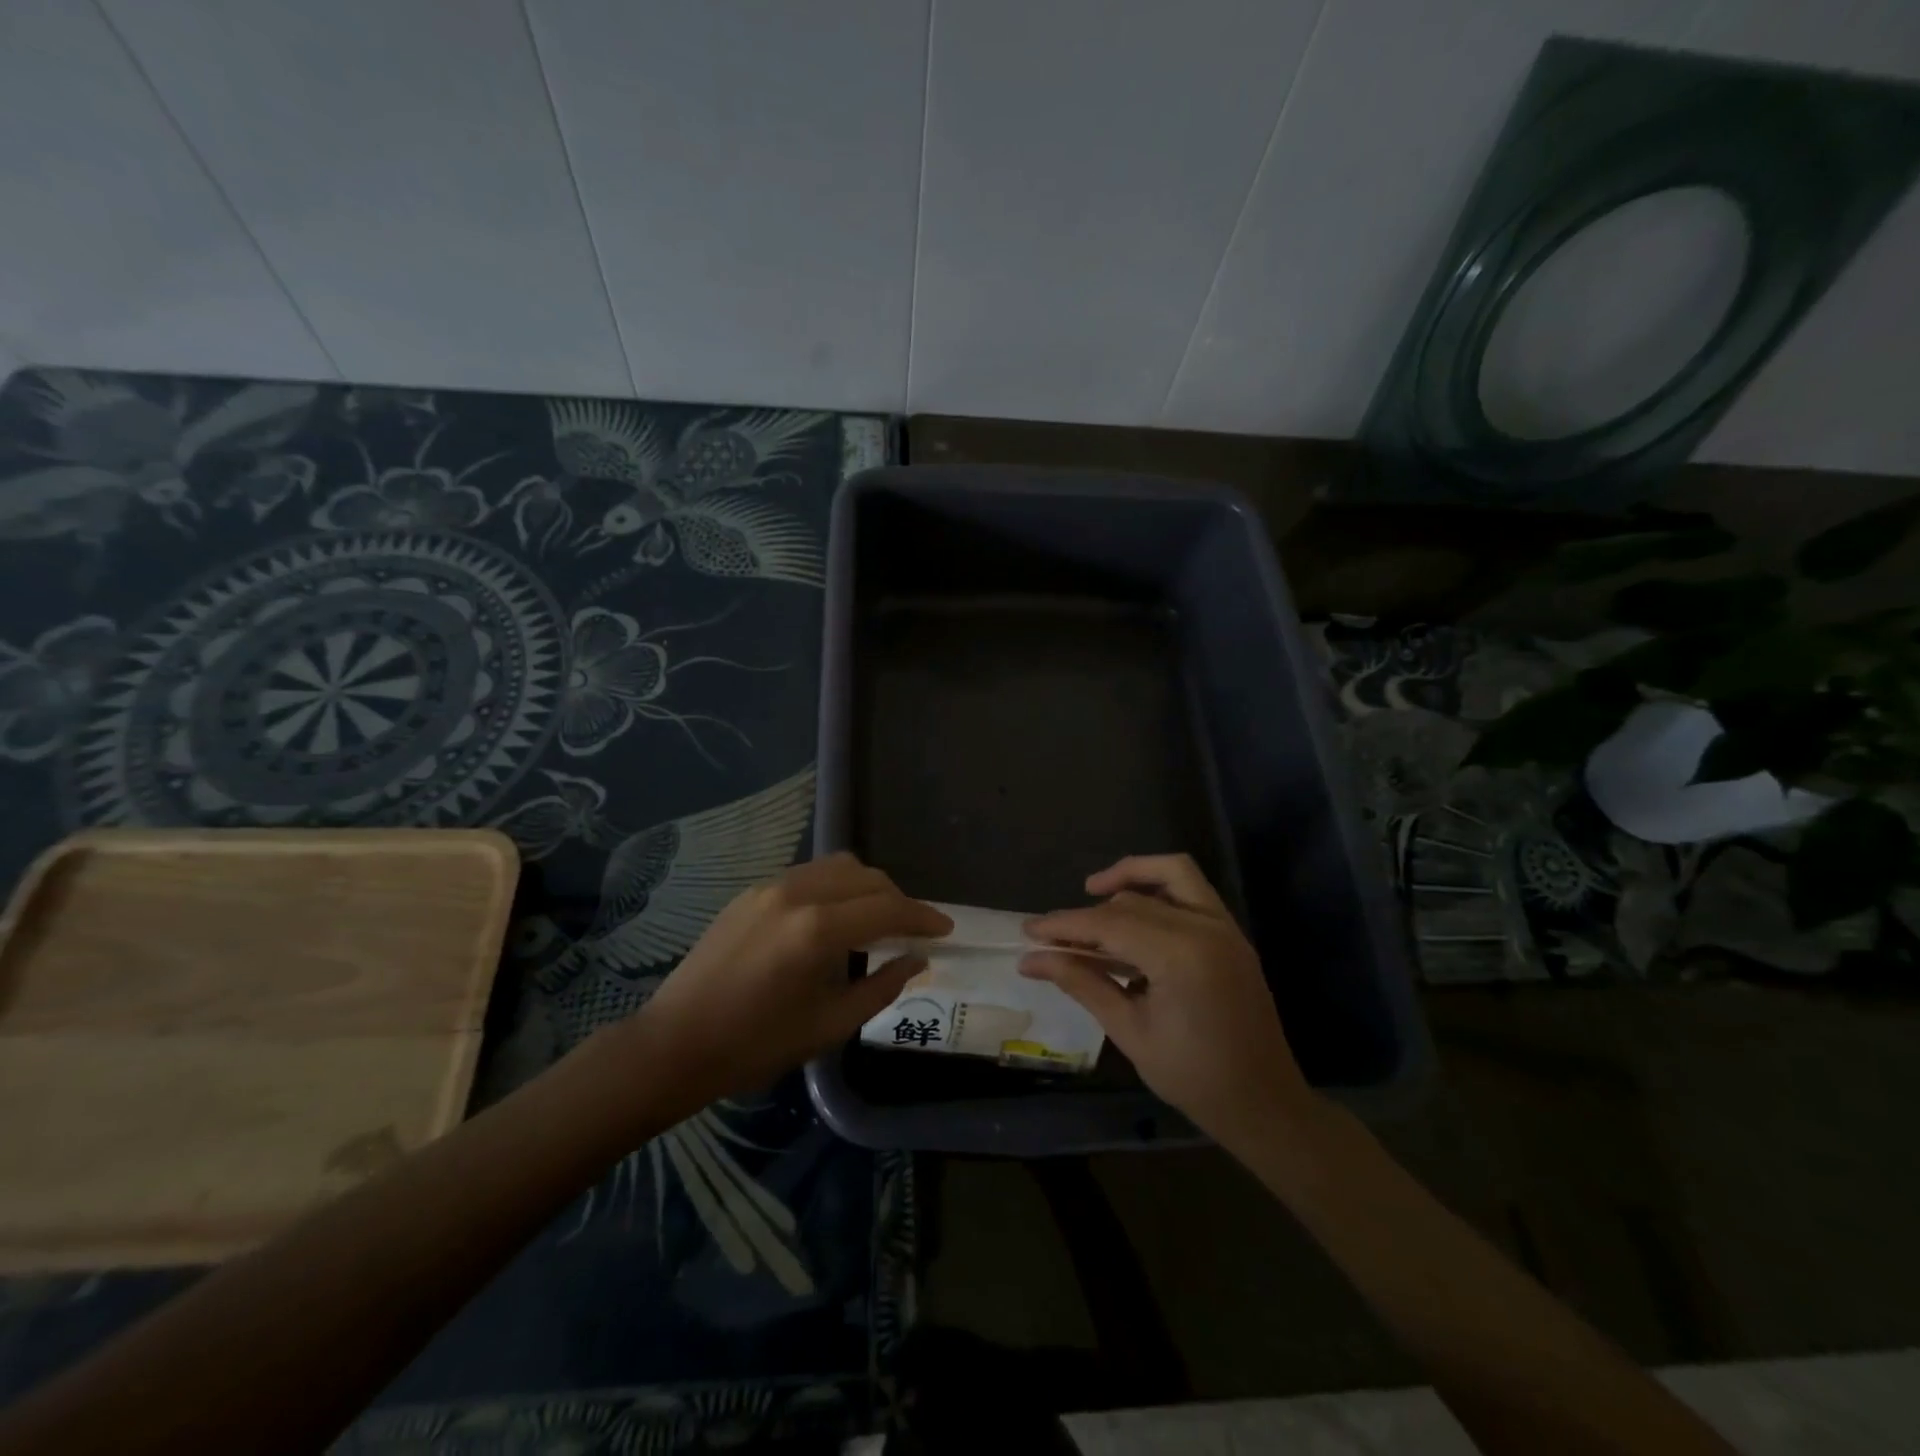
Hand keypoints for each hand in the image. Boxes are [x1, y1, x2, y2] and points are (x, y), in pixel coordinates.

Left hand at [630, 853, 951, 1106]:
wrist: (675, 1043)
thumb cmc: (756, 1045)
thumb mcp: (830, 1025)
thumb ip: (882, 986)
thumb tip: (916, 959)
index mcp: (818, 929)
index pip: (888, 908)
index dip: (923, 917)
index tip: (945, 929)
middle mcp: (796, 893)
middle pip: (866, 877)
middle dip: (897, 899)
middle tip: (911, 930)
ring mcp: (770, 886)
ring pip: (838, 866)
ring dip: (867, 887)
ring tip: (875, 920)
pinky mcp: (751, 891)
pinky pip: (809, 874)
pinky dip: (835, 887)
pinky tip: (834, 918)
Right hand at [1021, 854, 1314, 1144]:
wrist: (1264, 1103)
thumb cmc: (1193, 1078)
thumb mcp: (1129, 1031)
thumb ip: (1082, 983)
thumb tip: (1032, 960)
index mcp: (1181, 956)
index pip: (1109, 924)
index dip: (1064, 924)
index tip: (1028, 931)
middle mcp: (1206, 928)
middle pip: (1132, 900)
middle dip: (1088, 915)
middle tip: (1054, 939)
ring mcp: (1224, 927)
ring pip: (1171, 873)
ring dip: (1129, 877)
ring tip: (1093, 893)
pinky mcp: (1231, 933)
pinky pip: (1191, 890)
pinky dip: (1159, 887)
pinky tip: (1132, 911)